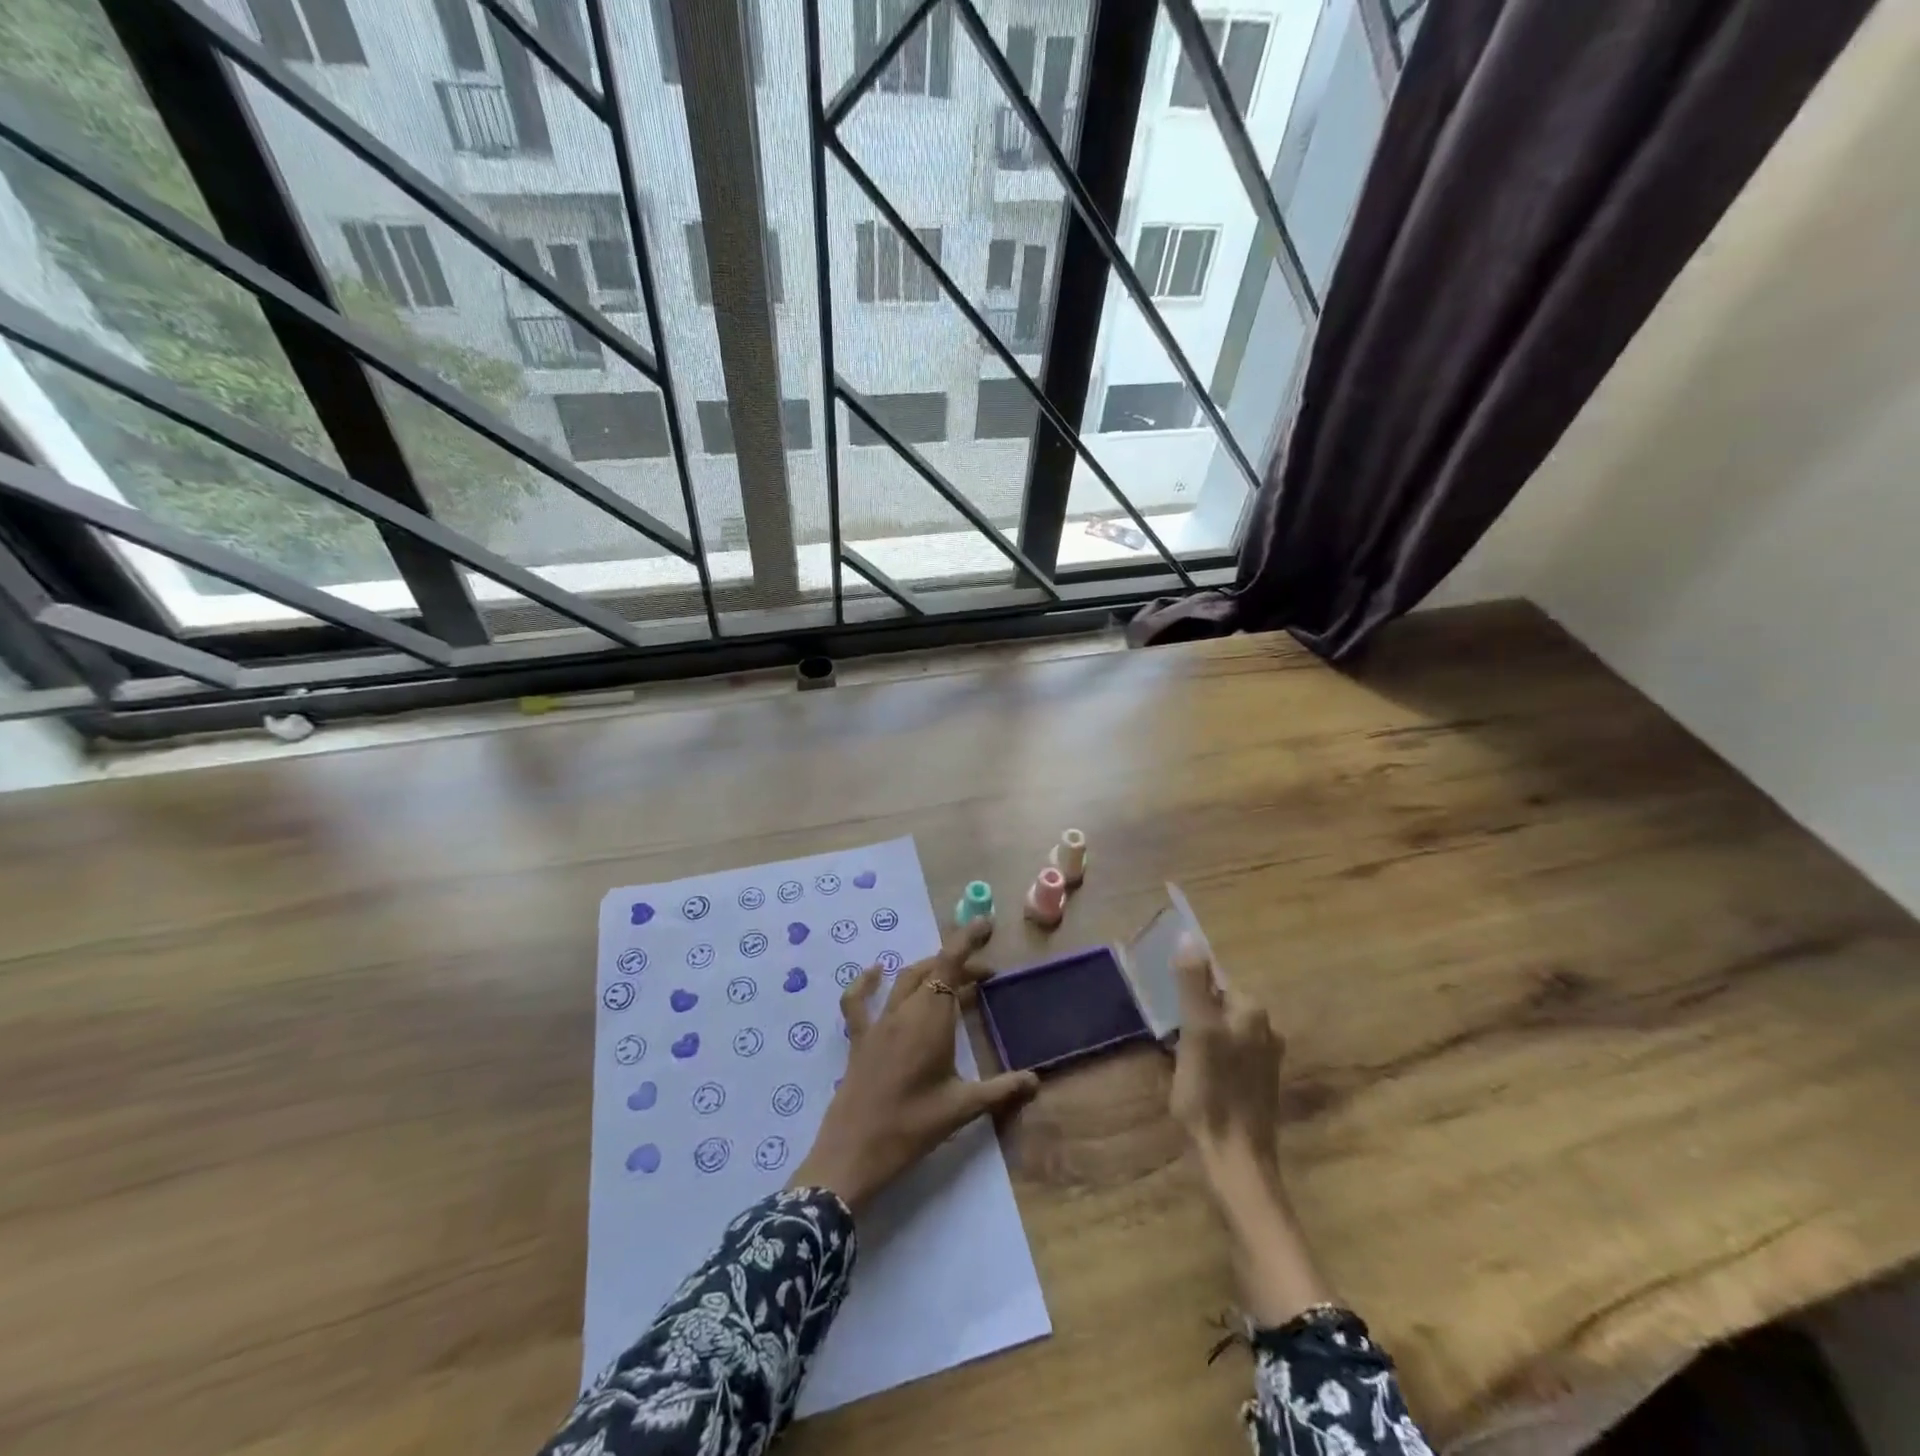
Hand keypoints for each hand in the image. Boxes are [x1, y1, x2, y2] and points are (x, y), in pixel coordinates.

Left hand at [790, 918, 1038, 1214]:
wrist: (854, 1152)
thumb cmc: (912, 1127)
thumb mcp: (961, 1108)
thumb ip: (1000, 1090)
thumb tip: (1036, 1081)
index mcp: (932, 1019)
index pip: (950, 964)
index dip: (967, 940)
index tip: (985, 924)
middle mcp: (904, 1010)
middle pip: (933, 970)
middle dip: (959, 964)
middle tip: (985, 976)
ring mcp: (878, 1022)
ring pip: (905, 980)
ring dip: (929, 970)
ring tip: (951, 978)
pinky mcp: (859, 1038)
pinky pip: (859, 1001)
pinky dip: (867, 982)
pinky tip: (875, 972)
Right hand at [1170, 935, 1333, 1325]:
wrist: (1236, 1163)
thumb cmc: (1211, 1094)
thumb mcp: (1195, 1031)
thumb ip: (1193, 983)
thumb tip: (1190, 937)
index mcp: (1252, 1010)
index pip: (1213, 979)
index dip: (1186, 993)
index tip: (1168, 1014)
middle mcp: (1266, 1027)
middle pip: (1217, 1004)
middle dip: (1192, 1014)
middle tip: (1171, 1039)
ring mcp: (1266, 1057)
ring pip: (1221, 1029)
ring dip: (1199, 1037)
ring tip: (1180, 1060)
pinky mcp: (1260, 1083)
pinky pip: (1228, 1053)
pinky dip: (1210, 1058)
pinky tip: (1197, 1079)